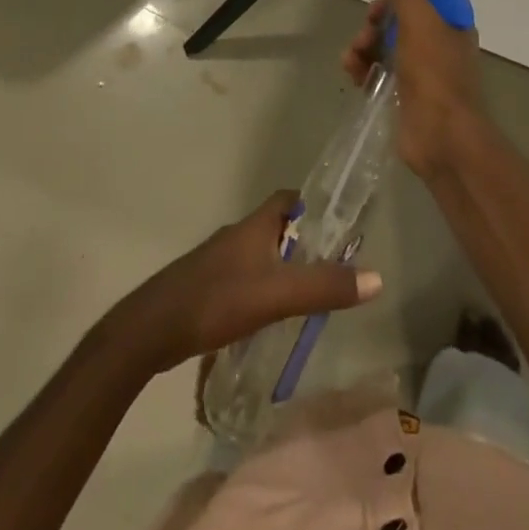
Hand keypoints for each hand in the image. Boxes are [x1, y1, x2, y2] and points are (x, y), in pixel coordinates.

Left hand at [113, 192, 382, 374]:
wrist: (151, 330)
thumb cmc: (217, 300)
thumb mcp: (277, 295)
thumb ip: (324, 287)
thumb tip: (377, 278)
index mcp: (253, 227)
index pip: (287, 199)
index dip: (312, 206)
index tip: (336, 224)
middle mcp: (235, 236)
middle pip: (274, 229)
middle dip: (300, 244)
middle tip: (328, 268)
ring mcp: (216, 262)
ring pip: (257, 256)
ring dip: (279, 270)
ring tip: (303, 297)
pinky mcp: (203, 288)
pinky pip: (241, 280)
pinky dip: (259, 291)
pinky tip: (265, 319)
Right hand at [341, 0, 483, 177]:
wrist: (441, 136)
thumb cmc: (434, 73)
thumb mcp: (420, 21)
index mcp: (451, 26)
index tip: (381, 0)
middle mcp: (439, 46)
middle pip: (399, 21)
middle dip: (376, 22)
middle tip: (366, 32)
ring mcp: (422, 73)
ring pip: (385, 46)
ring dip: (364, 46)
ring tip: (352, 59)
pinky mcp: (404, 96)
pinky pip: (378, 73)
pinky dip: (363, 69)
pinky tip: (352, 74)